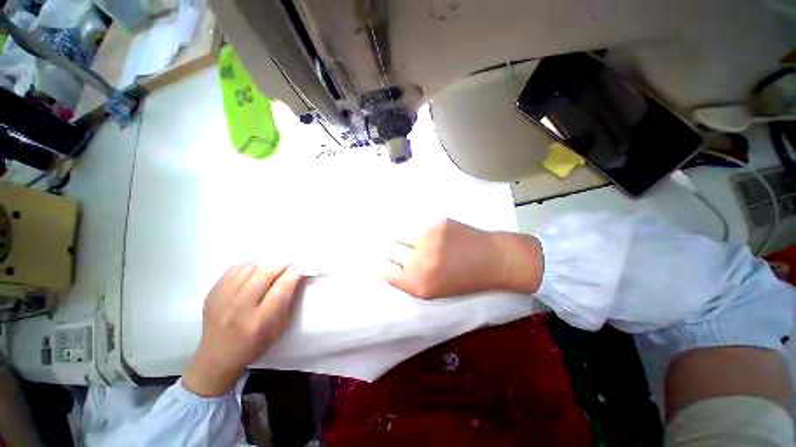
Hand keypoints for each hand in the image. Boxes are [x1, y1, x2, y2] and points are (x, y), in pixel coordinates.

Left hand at [183, 263, 303, 396]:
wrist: (217, 356)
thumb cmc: (254, 345)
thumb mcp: (279, 329)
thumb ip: (289, 303)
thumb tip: (298, 278)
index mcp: (259, 321)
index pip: (281, 288)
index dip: (293, 274)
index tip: (300, 268)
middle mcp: (240, 308)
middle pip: (265, 273)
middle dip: (281, 264)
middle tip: (288, 264)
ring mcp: (223, 300)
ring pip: (249, 268)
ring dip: (265, 264)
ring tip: (271, 268)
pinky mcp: (212, 294)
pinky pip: (234, 269)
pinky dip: (248, 266)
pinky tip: (254, 271)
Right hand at [383, 219, 543, 298]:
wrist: (493, 260)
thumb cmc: (465, 280)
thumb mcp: (436, 291)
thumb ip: (412, 280)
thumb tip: (392, 265)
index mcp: (418, 285)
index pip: (387, 273)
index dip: (385, 267)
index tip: (386, 262)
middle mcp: (419, 262)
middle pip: (391, 251)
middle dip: (395, 251)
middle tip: (402, 250)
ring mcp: (427, 240)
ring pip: (404, 236)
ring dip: (408, 240)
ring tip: (422, 242)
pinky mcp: (437, 224)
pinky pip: (421, 228)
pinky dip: (424, 232)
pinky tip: (437, 236)